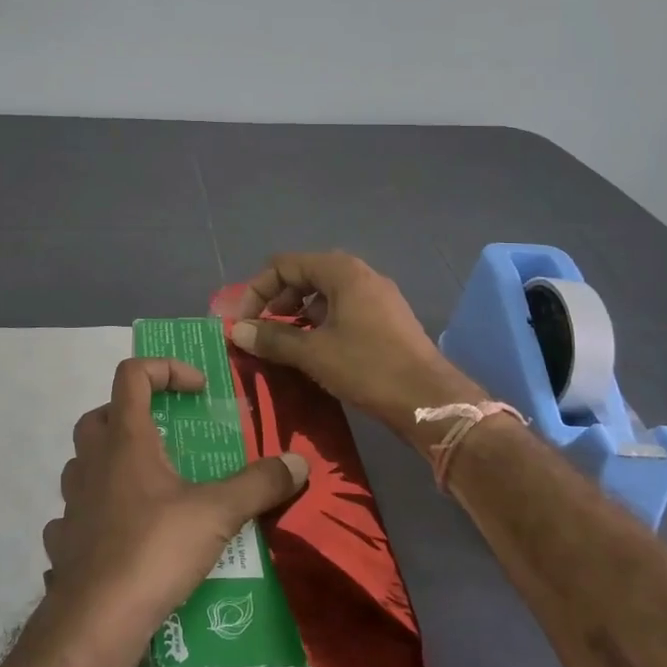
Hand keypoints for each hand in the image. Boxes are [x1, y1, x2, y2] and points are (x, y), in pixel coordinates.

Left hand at [41, 357, 307, 647]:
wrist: (94, 625)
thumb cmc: (154, 550)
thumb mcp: (218, 513)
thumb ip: (259, 484)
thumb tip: (299, 462)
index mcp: (125, 440)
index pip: (132, 374)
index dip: (165, 369)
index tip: (198, 391)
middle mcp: (92, 461)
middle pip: (102, 414)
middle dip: (134, 414)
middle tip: (167, 436)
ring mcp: (72, 502)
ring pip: (84, 462)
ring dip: (112, 462)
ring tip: (149, 485)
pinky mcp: (63, 542)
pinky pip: (75, 512)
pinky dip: (97, 511)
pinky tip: (122, 533)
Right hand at [229, 251, 485, 433]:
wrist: (429, 400)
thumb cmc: (368, 367)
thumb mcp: (313, 353)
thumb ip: (273, 338)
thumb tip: (236, 330)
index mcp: (342, 271)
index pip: (285, 265)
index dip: (257, 290)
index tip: (242, 321)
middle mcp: (361, 275)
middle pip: (305, 274)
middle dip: (277, 300)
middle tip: (261, 330)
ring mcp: (378, 296)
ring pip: (325, 293)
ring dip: (298, 313)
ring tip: (283, 342)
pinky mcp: (387, 319)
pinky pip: (343, 309)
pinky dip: (321, 322)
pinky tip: (314, 350)